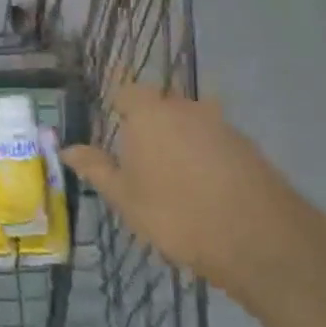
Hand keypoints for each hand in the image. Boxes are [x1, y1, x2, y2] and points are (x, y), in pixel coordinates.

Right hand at [62, 84, 303, 290]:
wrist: (257, 237)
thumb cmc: (175, 213)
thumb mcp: (125, 197)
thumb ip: (96, 168)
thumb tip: (68, 148)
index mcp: (148, 113)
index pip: (125, 89)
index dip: (117, 104)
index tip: (112, 123)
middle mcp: (184, 107)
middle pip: (160, 102)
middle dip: (149, 120)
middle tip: (138, 154)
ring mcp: (220, 124)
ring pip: (191, 120)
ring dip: (179, 137)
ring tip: (172, 172)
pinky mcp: (247, 145)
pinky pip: (214, 139)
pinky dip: (205, 153)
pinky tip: (203, 184)